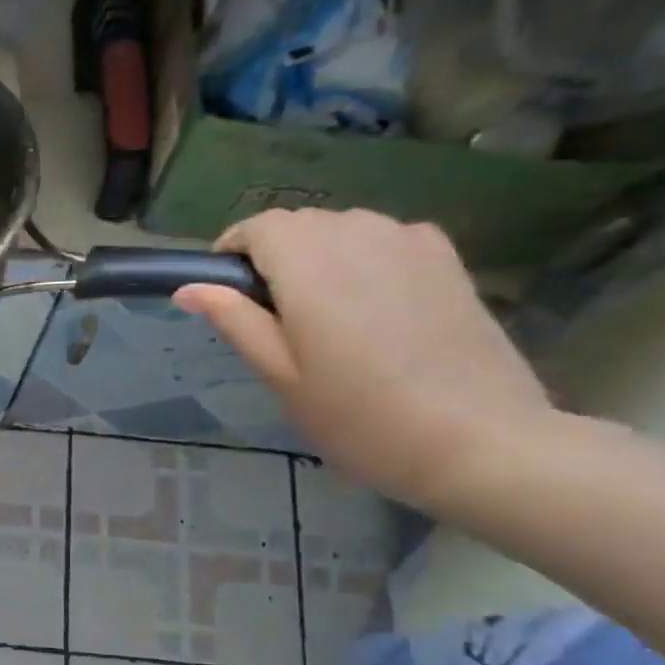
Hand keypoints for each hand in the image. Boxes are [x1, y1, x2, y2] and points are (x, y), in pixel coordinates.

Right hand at [173, 208, 553, 509]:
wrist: (476, 439)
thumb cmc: (357, 416)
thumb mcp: (280, 375)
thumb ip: (235, 321)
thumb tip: (188, 288)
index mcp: (310, 264)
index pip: (258, 227)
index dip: (232, 250)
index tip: (224, 292)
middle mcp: (360, 235)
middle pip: (301, 224)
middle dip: (274, 255)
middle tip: (270, 317)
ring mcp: (411, 242)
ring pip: (344, 228)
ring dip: (318, 255)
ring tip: (321, 314)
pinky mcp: (448, 259)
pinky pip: (386, 239)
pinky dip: (362, 258)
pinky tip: (371, 305)